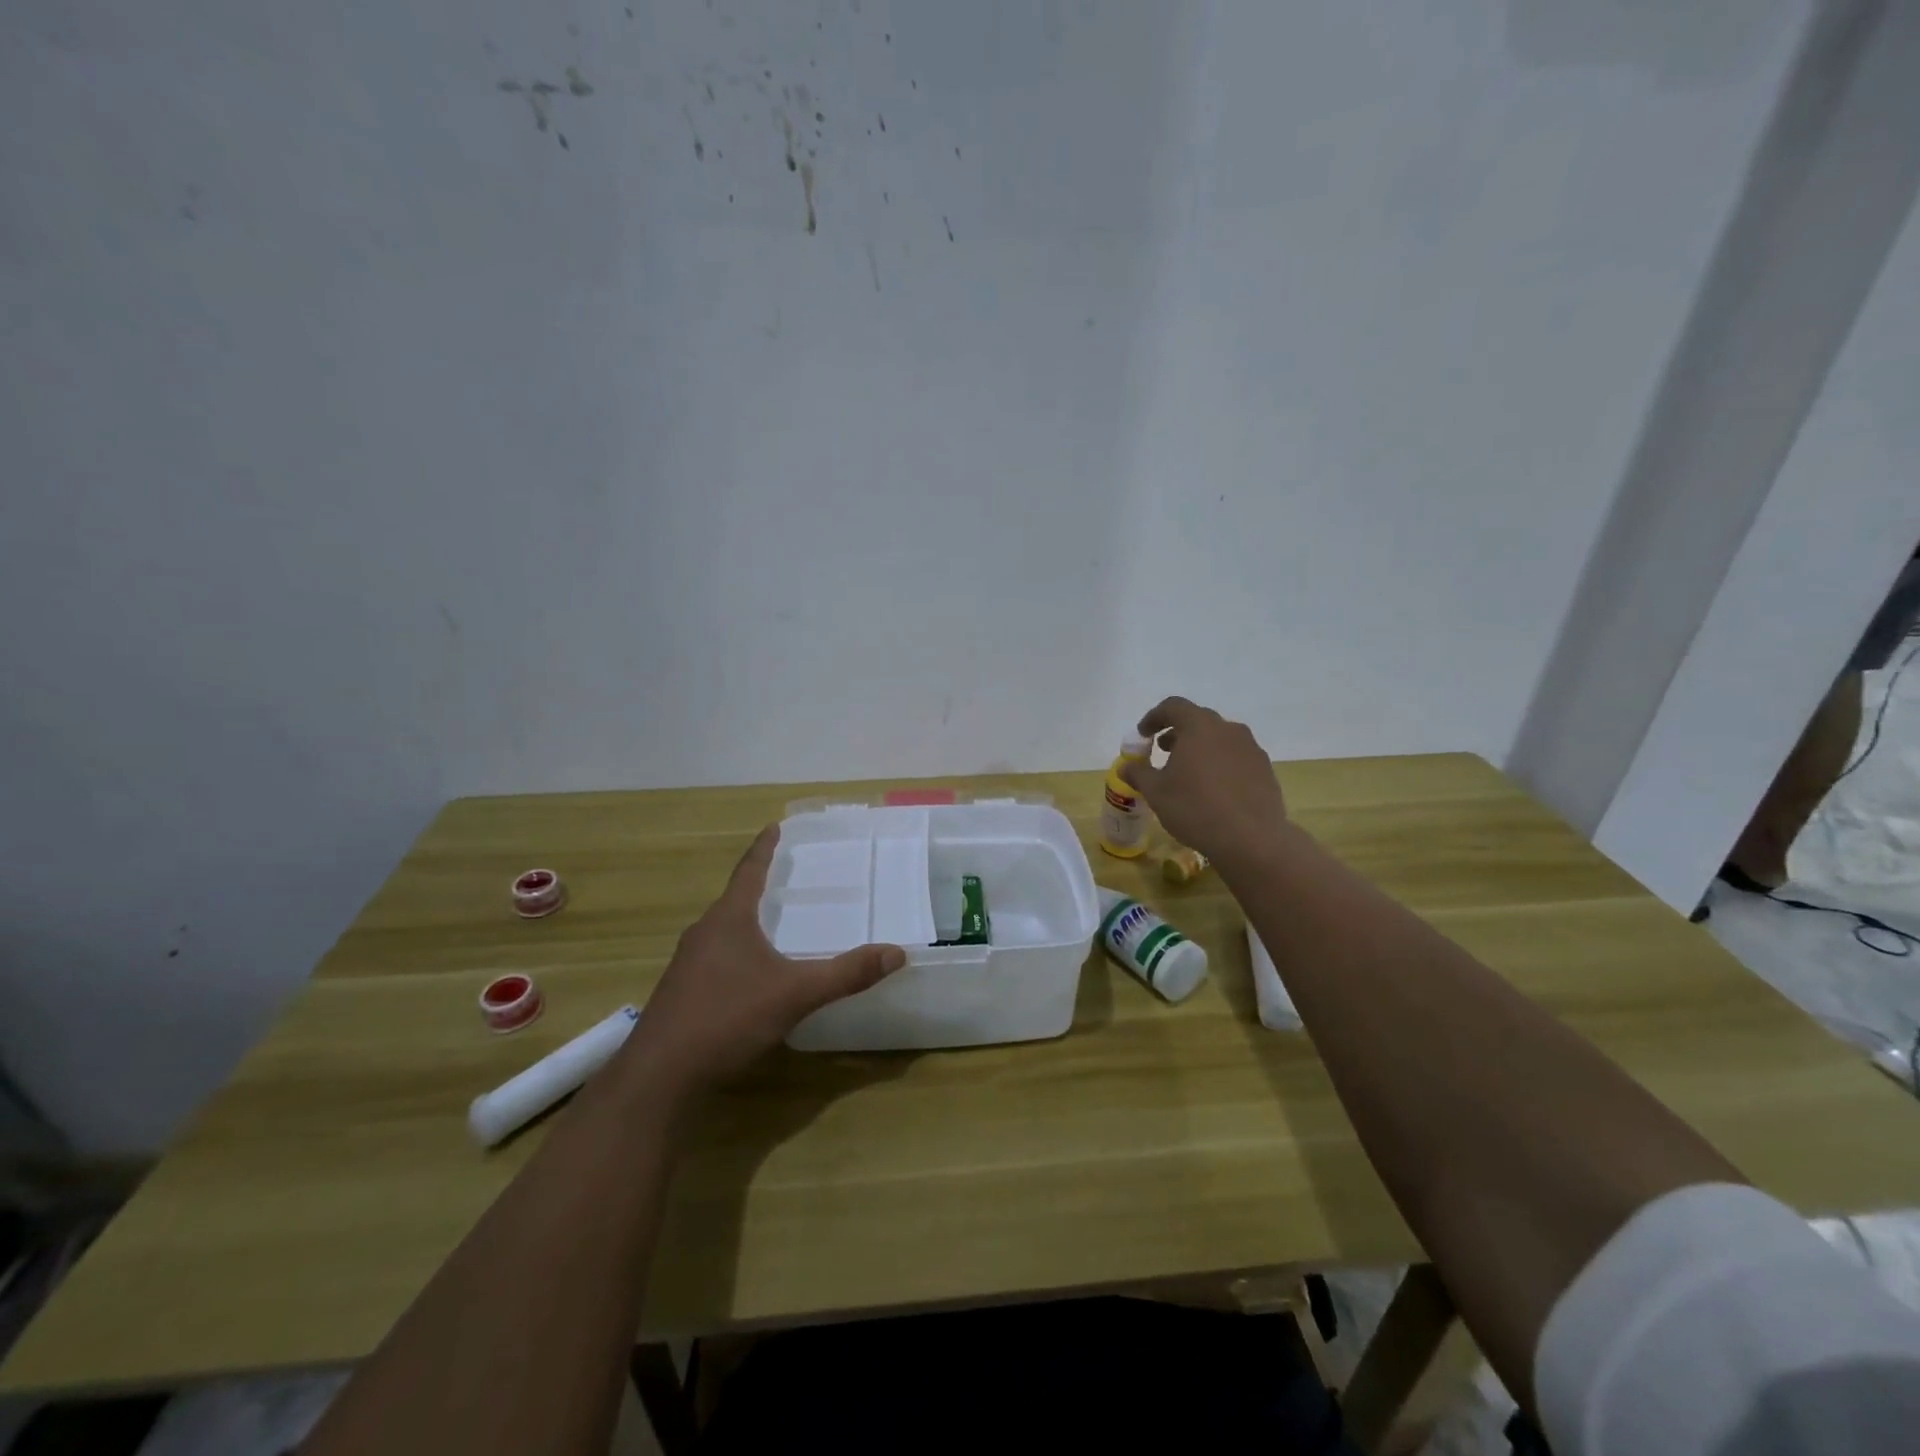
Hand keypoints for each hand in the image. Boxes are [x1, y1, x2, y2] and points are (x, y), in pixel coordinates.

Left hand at [625, 826, 905, 1096]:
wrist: (659, 1076)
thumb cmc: (726, 1018)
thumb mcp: (794, 995)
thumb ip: (845, 974)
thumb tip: (896, 953)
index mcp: (728, 920)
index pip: (749, 871)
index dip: (763, 849)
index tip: (774, 826)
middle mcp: (704, 933)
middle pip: (734, 899)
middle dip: (758, 885)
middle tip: (785, 876)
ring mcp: (687, 965)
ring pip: (723, 931)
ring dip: (746, 921)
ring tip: (773, 923)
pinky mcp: (682, 993)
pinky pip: (715, 958)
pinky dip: (737, 952)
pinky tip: (751, 974)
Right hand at [1120, 697, 1289, 864]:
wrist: (1252, 839)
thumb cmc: (1195, 808)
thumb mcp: (1156, 792)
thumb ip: (1139, 774)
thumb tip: (1126, 767)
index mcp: (1199, 727)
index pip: (1173, 706)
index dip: (1154, 717)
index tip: (1143, 735)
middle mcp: (1228, 729)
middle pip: (1198, 720)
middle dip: (1177, 732)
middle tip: (1163, 751)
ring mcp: (1250, 748)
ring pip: (1219, 738)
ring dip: (1200, 748)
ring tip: (1188, 772)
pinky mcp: (1264, 769)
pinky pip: (1236, 757)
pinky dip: (1220, 763)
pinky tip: (1213, 789)